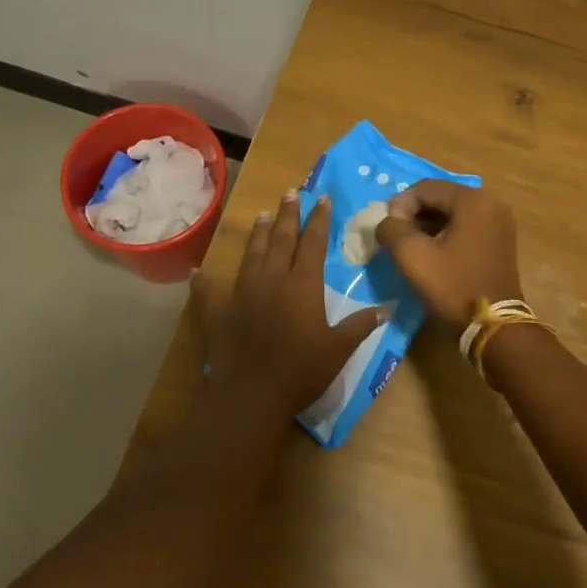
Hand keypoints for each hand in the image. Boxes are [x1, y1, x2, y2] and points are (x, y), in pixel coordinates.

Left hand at [195, 186, 388, 414]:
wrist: (251, 394)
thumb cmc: (301, 370)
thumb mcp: (338, 349)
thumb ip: (360, 325)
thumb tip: (388, 307)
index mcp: (302, 284)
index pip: (313, 243)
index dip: (319, 220)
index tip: (322, 199)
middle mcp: (272, 279)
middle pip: (281, 239)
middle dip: (288, 215)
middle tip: (291, 192)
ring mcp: (242, 293)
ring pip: (252, 255)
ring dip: (258, 234)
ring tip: (262, 216)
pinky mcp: (219, 312)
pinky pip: (210, 291)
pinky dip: (205, 280)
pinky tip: (198, 271)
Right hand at [375, 181, 523, 336]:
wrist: (494, 327)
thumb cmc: (453, 287)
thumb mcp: (413, 257)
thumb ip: (391, 229)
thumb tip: (387, 221)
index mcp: (473, 200)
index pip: (425, 188)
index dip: (399, 205)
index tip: (386, 229)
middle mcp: (491, 202)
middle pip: (440, 197)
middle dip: (414, 214)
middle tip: (395, 236)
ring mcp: (499, 221)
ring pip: (452, 212)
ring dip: (428, 224)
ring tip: (409, 246)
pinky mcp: (500, 239)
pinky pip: (466, 225)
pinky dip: (445, 233)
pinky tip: (431, 252)